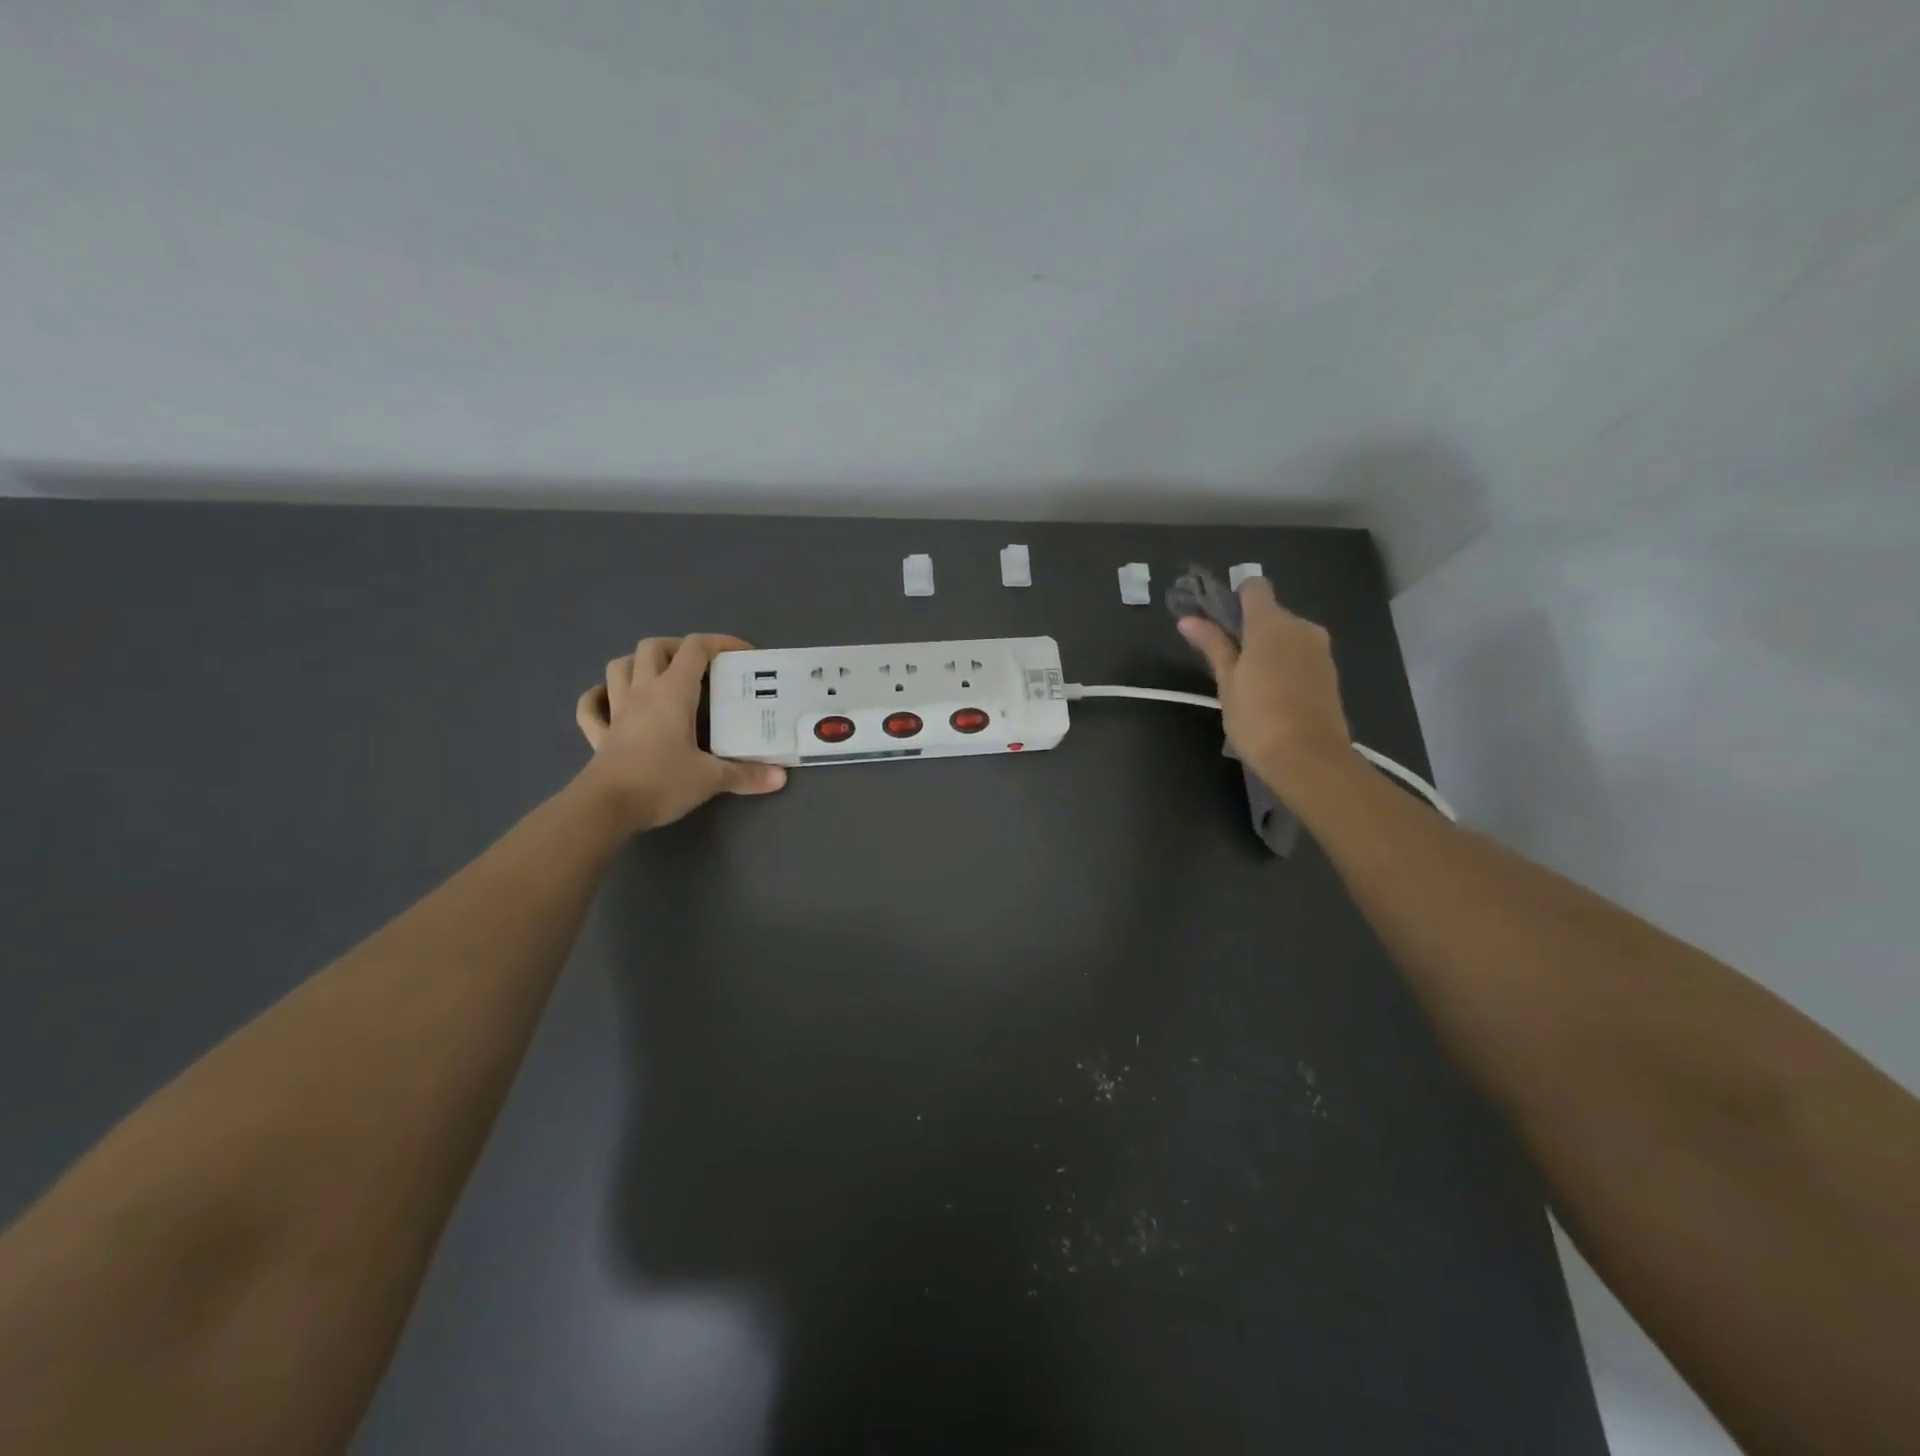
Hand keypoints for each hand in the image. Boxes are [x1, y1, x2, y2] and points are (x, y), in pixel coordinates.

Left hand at [574, 634, 787, 832]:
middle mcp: (642, 692)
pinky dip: (600, 697)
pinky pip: (591, 706)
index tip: (744, 656)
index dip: (721, 643)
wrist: (606, 808)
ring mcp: (616, 711)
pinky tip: (610, 701)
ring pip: (619, 667)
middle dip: (677, 648)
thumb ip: (746, 775)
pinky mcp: (599, 735)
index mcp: (672, 692)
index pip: (695, 649)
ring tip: (660, 677)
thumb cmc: (661, 782)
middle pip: (653, 648)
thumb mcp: (711, 778)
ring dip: (638, 664)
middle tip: (701, 667)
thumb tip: (780, 777)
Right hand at [1177, 578, 1354, 803]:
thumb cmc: (1257, 718)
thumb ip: (1212, 645)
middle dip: (1250, 629)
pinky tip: (1274, 694)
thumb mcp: (1227, 682)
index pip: (1255, 588)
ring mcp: (1320, 649)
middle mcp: (1300, 626)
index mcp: (1271, 623)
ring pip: (1287, 635)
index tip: (1220, 624)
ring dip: (1268, 649)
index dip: (1235, 599)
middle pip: (1271, 613)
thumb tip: (1188, 619)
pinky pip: (1301, 654)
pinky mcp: (1330, 671)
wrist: (1309, 758)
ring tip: (1251, 684)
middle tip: (1229, 664)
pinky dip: (1286, 664)